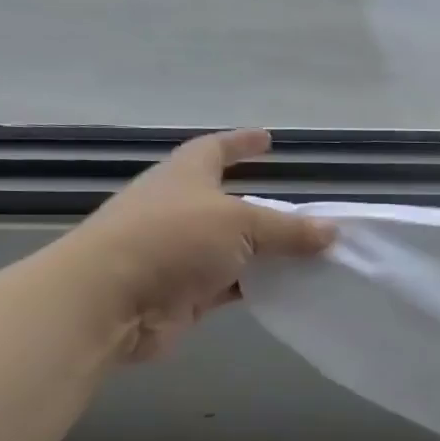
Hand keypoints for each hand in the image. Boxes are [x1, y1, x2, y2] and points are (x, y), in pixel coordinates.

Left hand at [48, 129, 333, 362]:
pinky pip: (232, 284)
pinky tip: (290, 288)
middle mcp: (180, 210)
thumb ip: (289, 230)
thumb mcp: (241, 224)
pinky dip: (258, 285)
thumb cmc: (171, 240)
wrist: (107, 302)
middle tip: (304, 209)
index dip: (241, 142)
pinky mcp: (183, 293)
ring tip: (310, 253)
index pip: (215, 149)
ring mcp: (179, 253)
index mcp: (185, 177)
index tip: (268, 138)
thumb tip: (332, 231)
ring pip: (234, 248)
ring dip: (266, 252)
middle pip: (229, 202)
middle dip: (263, 206)